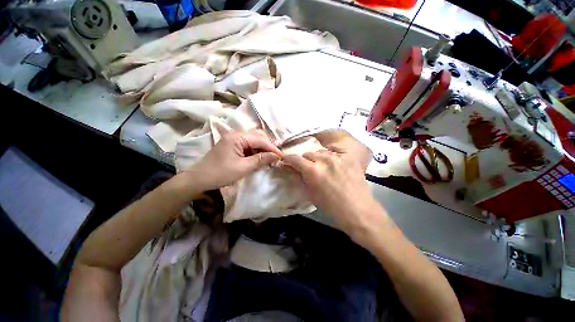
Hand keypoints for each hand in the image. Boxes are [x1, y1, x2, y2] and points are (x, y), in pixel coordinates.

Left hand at [185, 130, 282, 191]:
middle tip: (275, 158)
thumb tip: (276, 156)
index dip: (272, 148)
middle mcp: (236, 134)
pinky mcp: (232, 144)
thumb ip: (261, 160)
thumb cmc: (221, 173)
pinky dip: (255, 151)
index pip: (260, 140)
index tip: (282, 156)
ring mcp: (233, 139)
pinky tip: (258, 159)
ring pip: (254, 140)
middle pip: (258, 136)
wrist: (199, 179)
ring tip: (268, 159)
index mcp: (237, 137)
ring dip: (262, 149)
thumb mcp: (243, 167)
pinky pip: (248, 145)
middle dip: (268, 147)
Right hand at [283, 130, 380, 232]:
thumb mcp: (310, 193)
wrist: (357, 209)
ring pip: (320, 152)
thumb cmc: (330, 206)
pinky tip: (333, 166)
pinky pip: (332, 153)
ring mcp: (337, 157)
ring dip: (317, 159)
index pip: (295, 158)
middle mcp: (324, 159)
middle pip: (307, 154)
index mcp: (313, 171)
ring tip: (322, 168)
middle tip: (308, 169)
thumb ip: (297, 177)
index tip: (285, 160)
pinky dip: (329, 158)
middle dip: (305, 161)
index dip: (288, 158)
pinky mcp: (348, 157)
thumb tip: (286, 167)